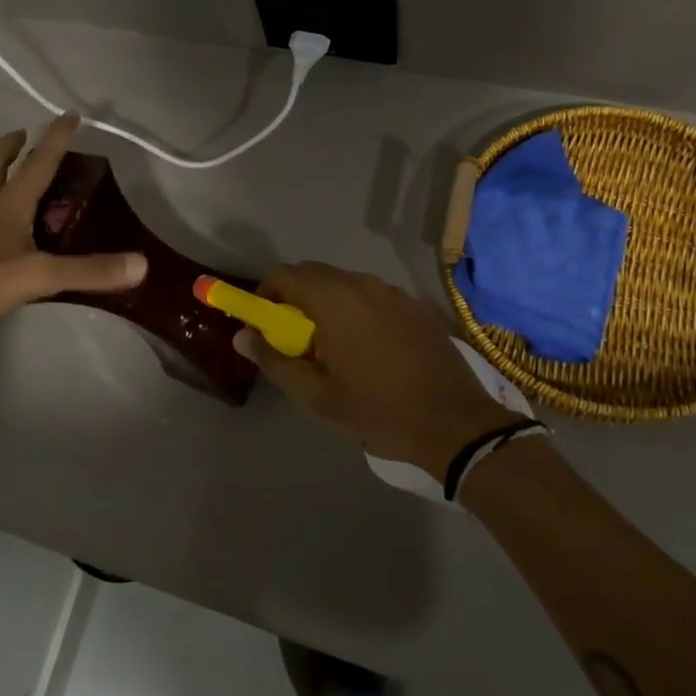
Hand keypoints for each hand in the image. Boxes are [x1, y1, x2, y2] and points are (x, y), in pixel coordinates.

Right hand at [236, 262, 513, 476]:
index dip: (264, 294)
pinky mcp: (414, 305)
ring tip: (329, 347)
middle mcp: (362, 283)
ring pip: (343, 284)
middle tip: (291, 339)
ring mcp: (392, 291)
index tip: (261, 324)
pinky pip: (371, 296)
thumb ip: (274, 360)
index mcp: (333, 299)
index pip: (284, 275)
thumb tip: (242, 336)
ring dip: (325, 304)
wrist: (452, 421)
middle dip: (293, 299)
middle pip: (313, 274)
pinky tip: (366, 348)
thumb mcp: (315, 395)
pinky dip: (355, 310)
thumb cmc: (377, 409)